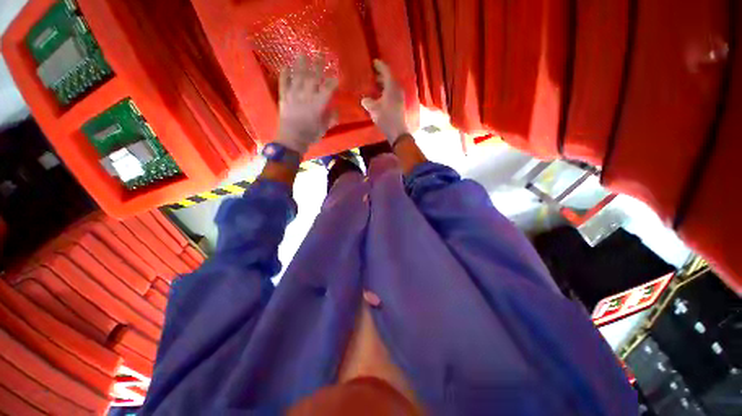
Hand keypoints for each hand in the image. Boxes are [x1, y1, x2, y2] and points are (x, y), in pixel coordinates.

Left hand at [275, 56, 338, 154]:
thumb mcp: (324, 129)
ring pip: (298, 76)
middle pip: (313, 77)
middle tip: (320, 54)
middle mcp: (306, 96)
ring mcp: (293, 94)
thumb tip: (336, 110)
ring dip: (300, 64)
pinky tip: (285, 66)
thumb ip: (331, 118)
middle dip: (318, 65)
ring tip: (302, 53)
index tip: (336, 75)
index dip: (332, 81)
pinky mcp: (283, 97)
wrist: (291, 140)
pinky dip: (284, 74)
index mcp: (318, 104)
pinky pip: (283, 83)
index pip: (327, 89)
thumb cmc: (310, 135)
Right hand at [361, 60, 408, 144]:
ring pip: (390, 86)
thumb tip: (365, 99)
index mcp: (392, 86)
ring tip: (373, 84)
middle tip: (371, 73)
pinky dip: (385, 91)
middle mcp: (397, 89)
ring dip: (382, 84)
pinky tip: (378, 96)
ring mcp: (399, 97)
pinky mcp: (399, 104)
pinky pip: (391, 93)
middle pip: (389, 78)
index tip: (373, 61)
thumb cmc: (386, 118)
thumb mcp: (374, 109)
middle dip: (380, 75)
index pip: (386, 71)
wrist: (397, 132)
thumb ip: (368, 102)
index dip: (379, 65)